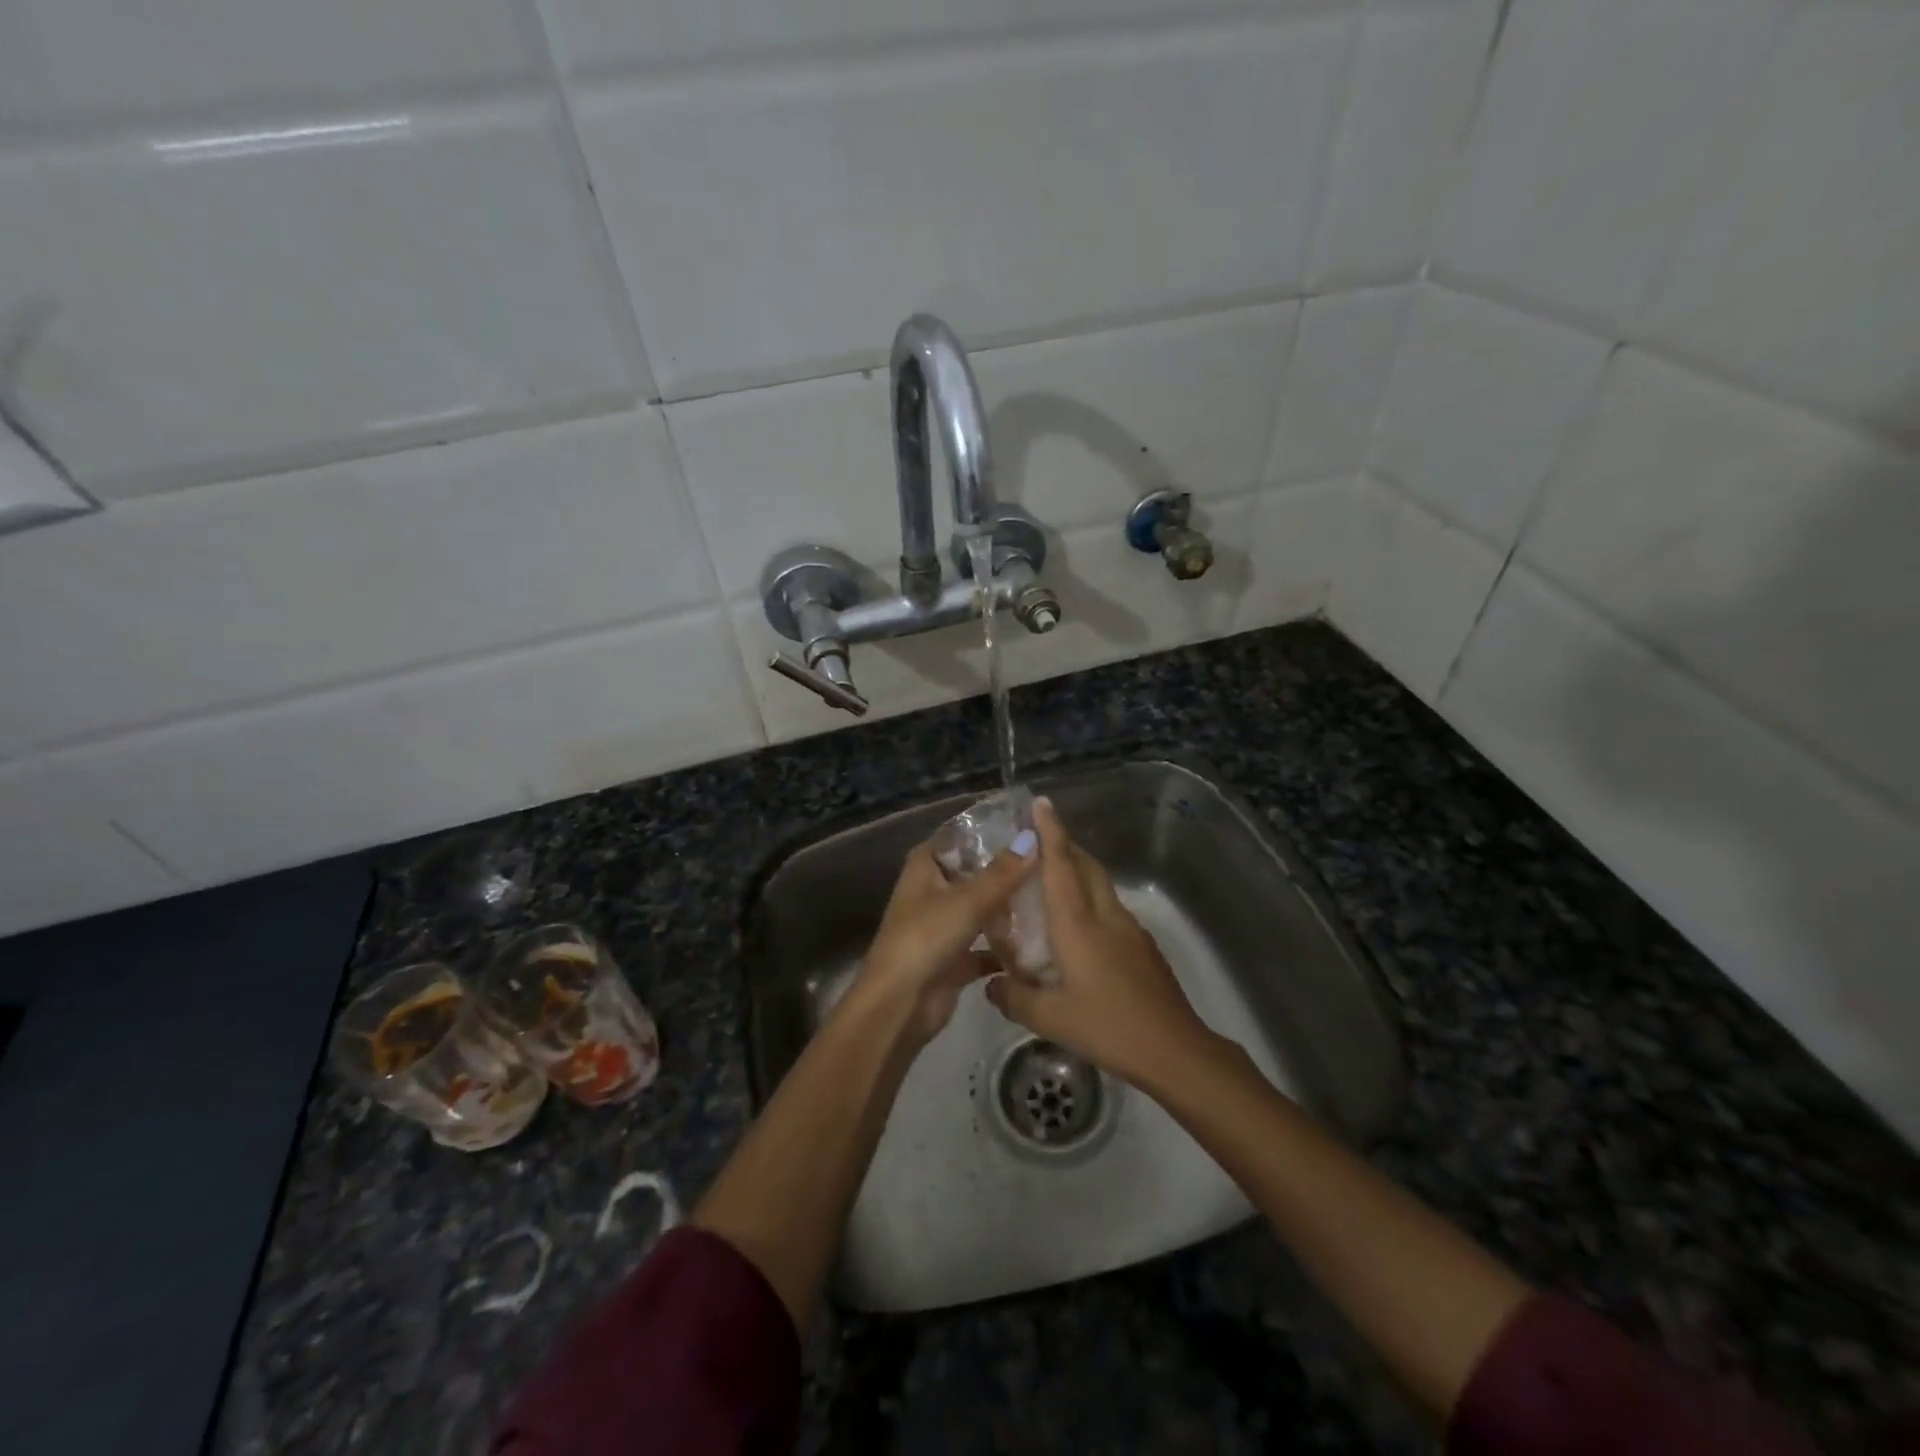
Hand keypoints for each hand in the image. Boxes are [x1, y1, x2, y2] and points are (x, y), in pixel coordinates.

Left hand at [848, 830, 1038, 1047]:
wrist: (899, 1005)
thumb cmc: (926, 938)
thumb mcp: (967, 900)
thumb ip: (1003, 873)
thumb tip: (1034, 838)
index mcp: (925, 866)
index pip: (960, 836)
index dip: (990, 830)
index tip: (1030, 826)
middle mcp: (932, 891)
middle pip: (975, 873)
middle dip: (1008, 871)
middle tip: (1052, 863)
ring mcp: (943, 925)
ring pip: (982, 909)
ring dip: (1009, 908)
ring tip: (1052, 897)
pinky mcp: (955, 958)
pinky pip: (986, 945)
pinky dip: (1006, 946)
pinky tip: (1039, 942)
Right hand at [986, 798, 1214, 1085]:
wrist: (1176, 1050)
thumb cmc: (1109, 1027)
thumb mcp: (1051, 1019)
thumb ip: (1015, 998)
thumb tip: (991, 986)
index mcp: (1079, 925)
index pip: (1061, 866)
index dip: (1050, 832)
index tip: (1040, 803)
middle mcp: (1105, 916)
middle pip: (1087, 865)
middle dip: (1065, 844)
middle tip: (1040, 839)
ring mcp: (1130, 930)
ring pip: (1101, 885)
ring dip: (1079, 870)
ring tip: (1053, 879)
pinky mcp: (1143, 947)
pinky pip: (1110, 907)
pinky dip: (1091, 898)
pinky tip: (1080, 927)